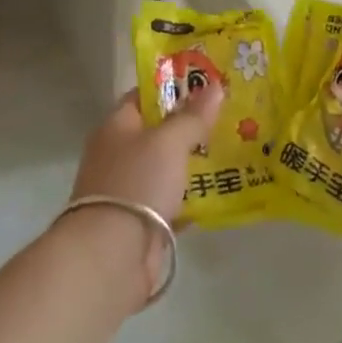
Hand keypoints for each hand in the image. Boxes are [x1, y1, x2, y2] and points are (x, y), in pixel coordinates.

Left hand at [63, 86, 222, 305]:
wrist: (111, 257)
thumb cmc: (136, 183)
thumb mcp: (169, 142)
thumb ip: (193, 116)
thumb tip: (216, 85)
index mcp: (116, 127)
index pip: (144, 96)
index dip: (172, 88)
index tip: (206, 85)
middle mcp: (118, 155)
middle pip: (157, 132)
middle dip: (188, 126)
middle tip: (227, 117)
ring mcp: (128, 191)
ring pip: (166, 168)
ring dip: (192, 163)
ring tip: (231, 151)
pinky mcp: (140, 223)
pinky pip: (170, 202)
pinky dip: (191, 199)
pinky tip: (219, 192)